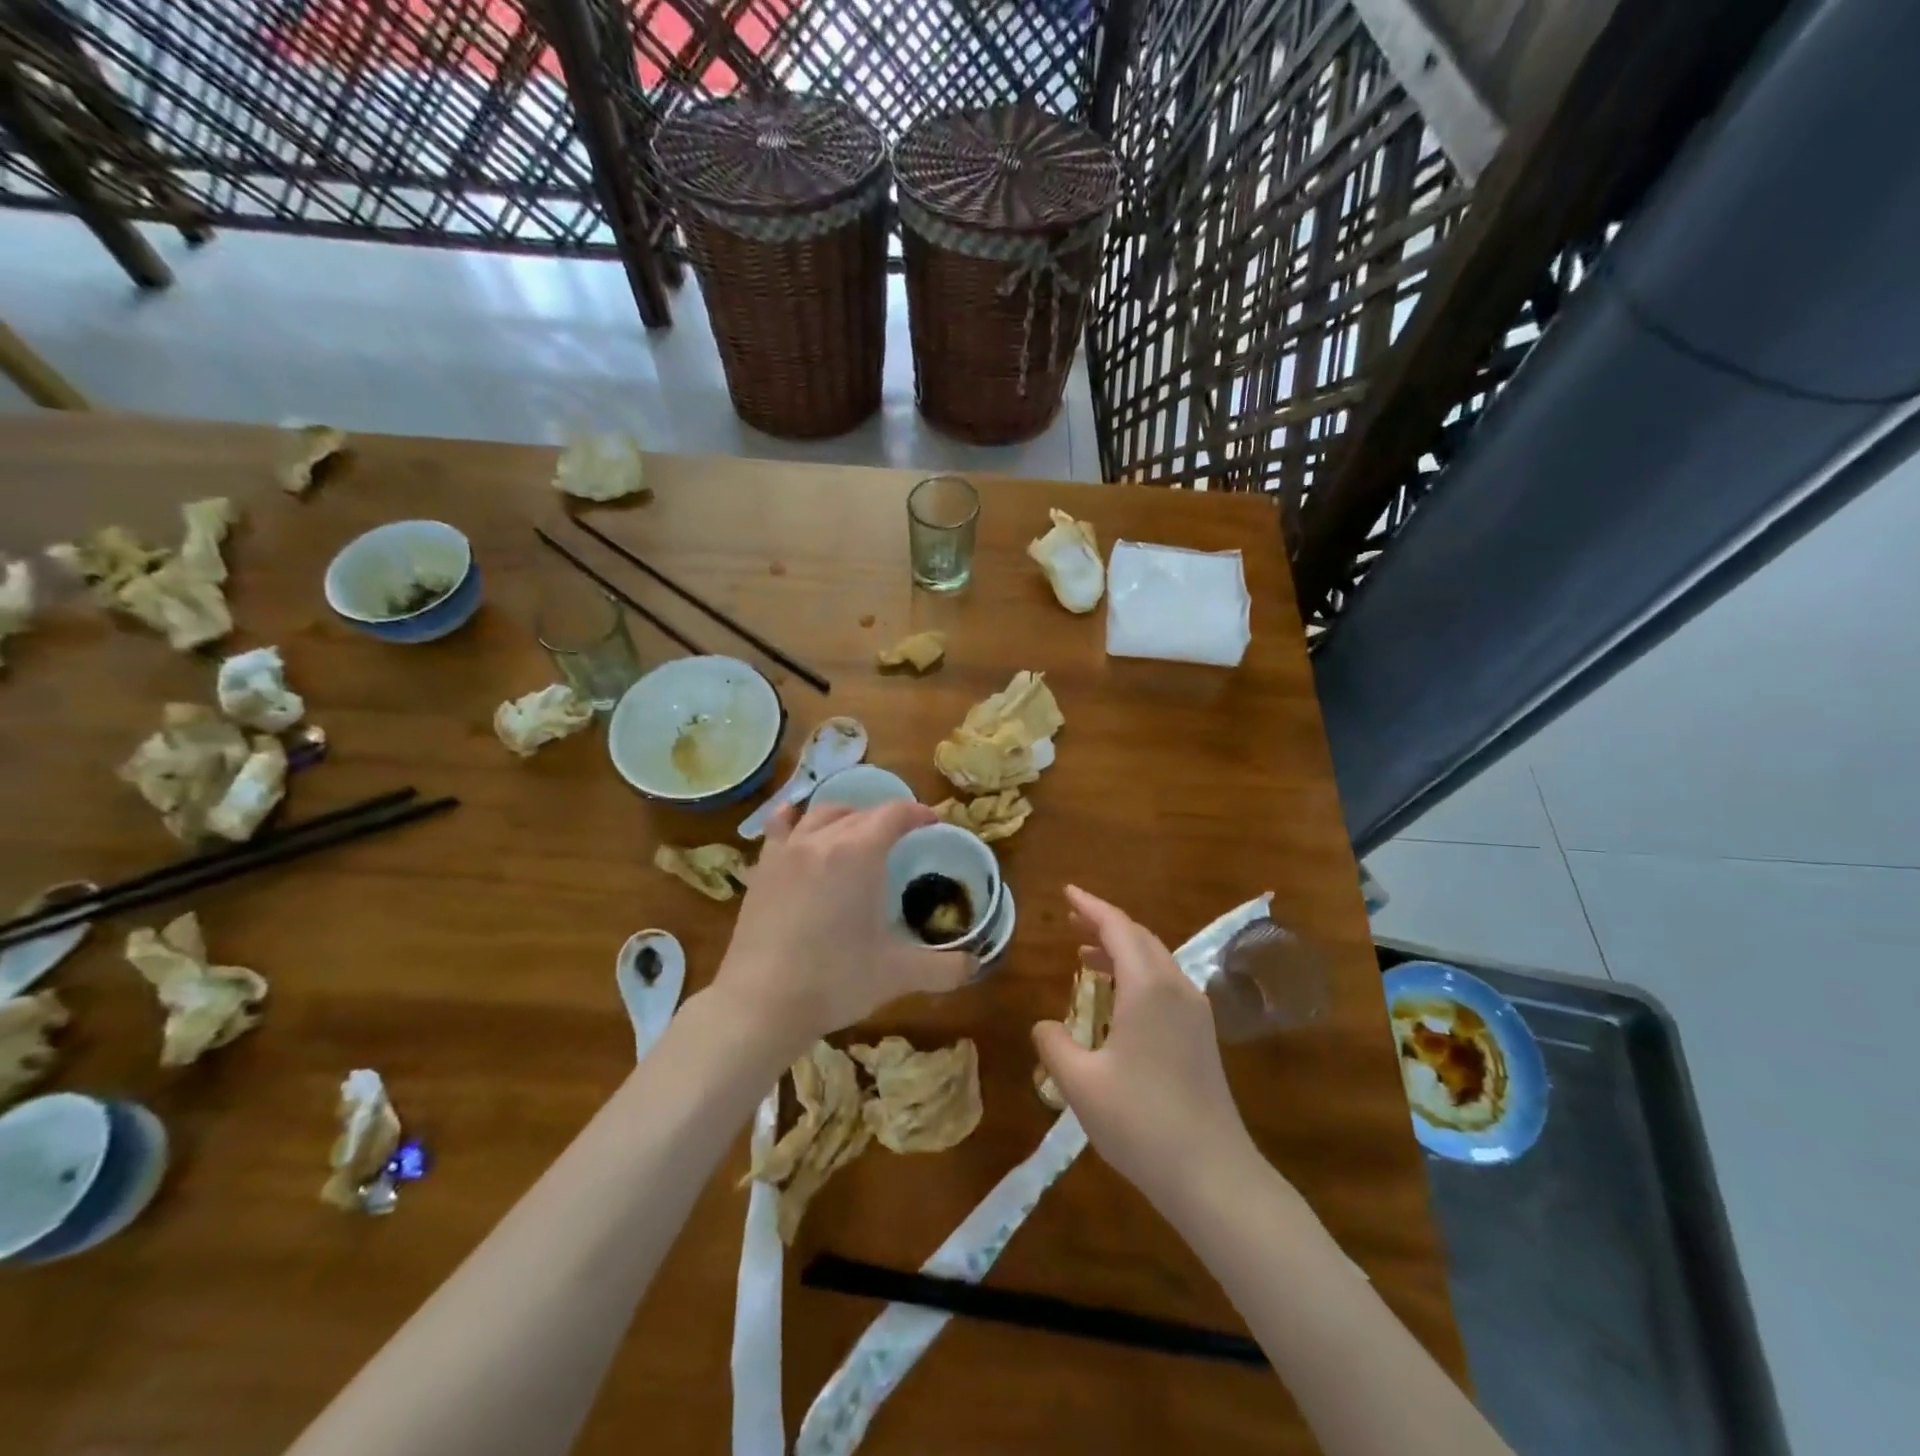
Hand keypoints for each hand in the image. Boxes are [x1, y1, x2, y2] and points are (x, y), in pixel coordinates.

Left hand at [711, 799, 972, 1059]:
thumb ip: (944, 968)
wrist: (761, 1003)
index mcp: (860, 853)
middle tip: (902, 840)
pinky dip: (796, 819)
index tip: (933, 823)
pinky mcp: (762, 867)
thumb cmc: (835, 981)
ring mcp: (788, 850)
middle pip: (861, 811)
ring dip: (847, 816)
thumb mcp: (898, 974)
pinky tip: (798, 824)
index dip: (918, 813)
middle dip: (886, 818)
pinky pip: (780, 827)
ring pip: (822, 813)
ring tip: (858, 833)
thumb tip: (974, 965)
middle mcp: (823, 839)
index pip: (895, 814)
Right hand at [1032, 886, 1258, 1206]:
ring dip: (1121, 949)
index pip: (1117, 928)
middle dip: (1105, 924)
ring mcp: (1194, 1012)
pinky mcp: (1201, 1036)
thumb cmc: (1141, 1123)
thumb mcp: (1081, 1084)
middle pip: (1139, 938)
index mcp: (1148, 988)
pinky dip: (1136, 974)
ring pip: (1155, 960)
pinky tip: (1117, 997)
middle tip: (1071, 921)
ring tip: (1085, 955)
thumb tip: (1045, 1025)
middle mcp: (1176, 988)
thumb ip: (1054, 1044)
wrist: (1213, 1175)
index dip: (1090, 906)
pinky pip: (1164, 984)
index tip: (1066, 892)